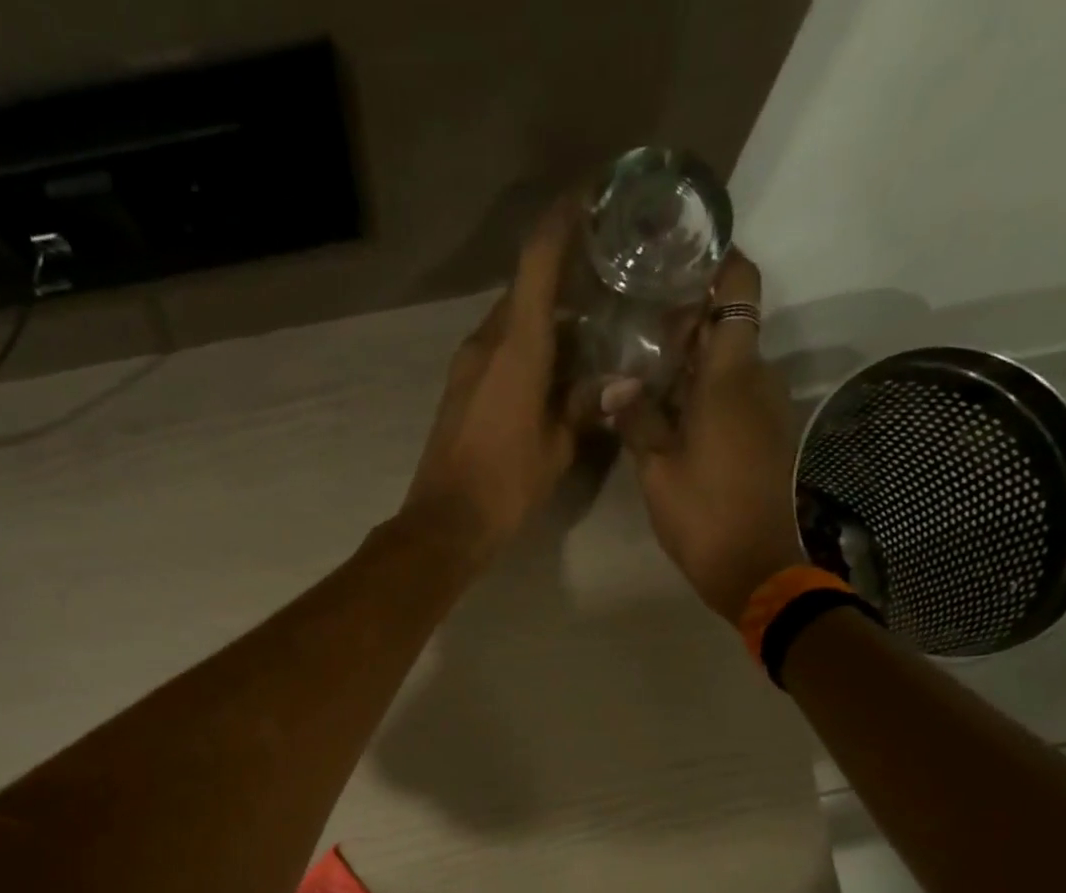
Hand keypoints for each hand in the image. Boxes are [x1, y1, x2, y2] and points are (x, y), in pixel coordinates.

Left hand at [400, 202, 578, 559]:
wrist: (445, 523)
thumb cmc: (505, 486)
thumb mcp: (557, 449)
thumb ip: (586, 406)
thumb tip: (620, 380)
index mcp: (516, 348)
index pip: (538, 261)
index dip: (563, 221)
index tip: (592, 197)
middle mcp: (487, 343)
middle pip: (526, 291)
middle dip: (563, 276)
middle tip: (608, 276)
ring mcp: (467, 365)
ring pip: (512, 322)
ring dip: (546, 318)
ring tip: (590, 324)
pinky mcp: (459, 388)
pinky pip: (499, 349)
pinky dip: (528, 346)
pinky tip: (555, 366)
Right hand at [615, 251, 804, 620]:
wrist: (756, 568)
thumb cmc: (703, 514)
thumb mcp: (656, 468)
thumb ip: (637, 418)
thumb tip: (616, 385)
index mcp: (731, 374)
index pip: (739, 286)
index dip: (717, 259)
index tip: (680, 254)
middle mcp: (758, 378)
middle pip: (729, 323)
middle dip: (689, 316)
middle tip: (638, 322)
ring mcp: (767, 408)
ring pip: (731, 362)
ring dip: (693, 359)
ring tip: (644, 367)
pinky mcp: (766, 435)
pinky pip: (736, 394)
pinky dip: (705, 390)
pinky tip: (668, 408)